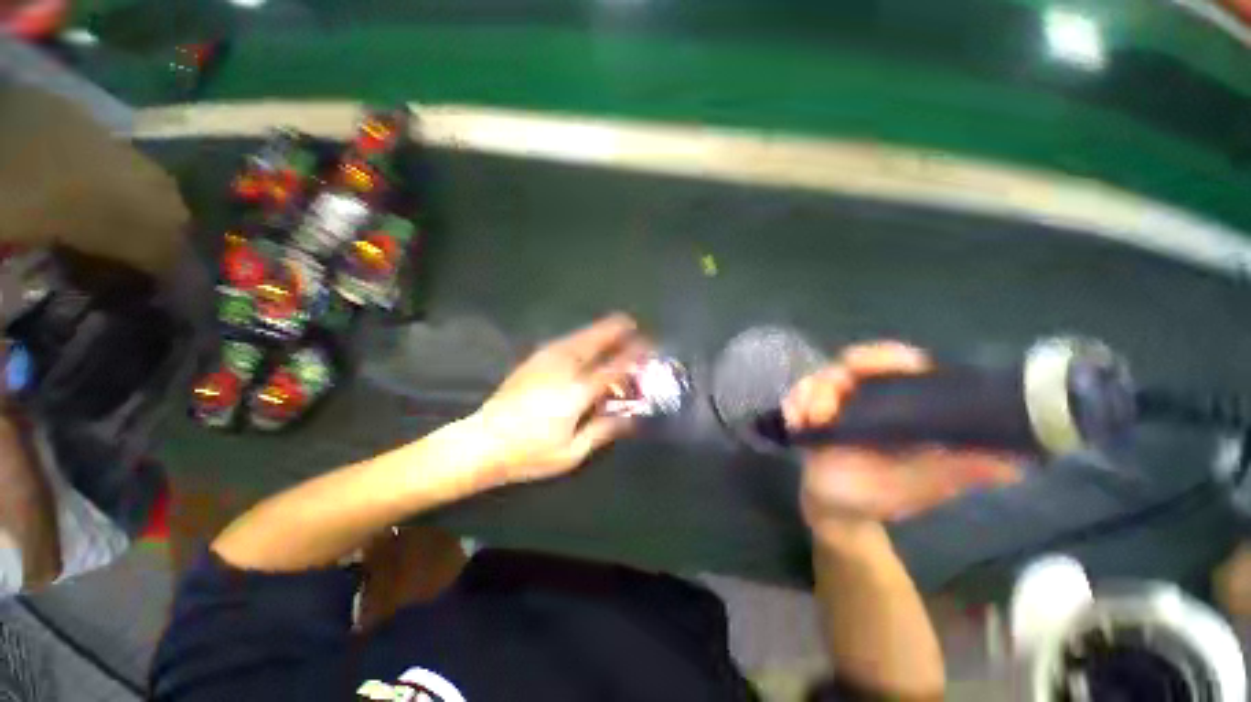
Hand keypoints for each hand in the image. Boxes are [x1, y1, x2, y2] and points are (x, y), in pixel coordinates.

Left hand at [471, 314, 650, 485]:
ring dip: (598, 329)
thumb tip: (630, 419)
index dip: (632, 357)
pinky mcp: (532, 362)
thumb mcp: (571, 452)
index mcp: (576, 393)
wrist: (481, 443)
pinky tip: (583, 338)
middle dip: (614, 330)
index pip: (612, 369)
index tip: (647, 346)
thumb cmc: (529, 453)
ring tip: (613, 323)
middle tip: (631, 322)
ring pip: (577, 338)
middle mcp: (562, 370)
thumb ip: (602, 431)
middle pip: (593, 343)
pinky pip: (562, 342)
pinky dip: (579, 336)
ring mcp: (544, 363)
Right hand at [783, 341, 1020, 542]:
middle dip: (832, 381)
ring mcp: (836, 403)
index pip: (897, 364)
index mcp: (901, 406)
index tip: (871, 368)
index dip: (886, 357)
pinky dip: (792, 404)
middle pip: (849, 365)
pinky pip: (796, 396)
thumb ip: (961, 472)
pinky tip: (793, 422)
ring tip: (804, 420)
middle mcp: (868, 397)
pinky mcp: (810, 412)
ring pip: (818, 378)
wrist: (836, 510)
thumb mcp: (923, 486)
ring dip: (808, 395)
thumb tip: (1016, 464)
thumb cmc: (882, 497)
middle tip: (822, 408)